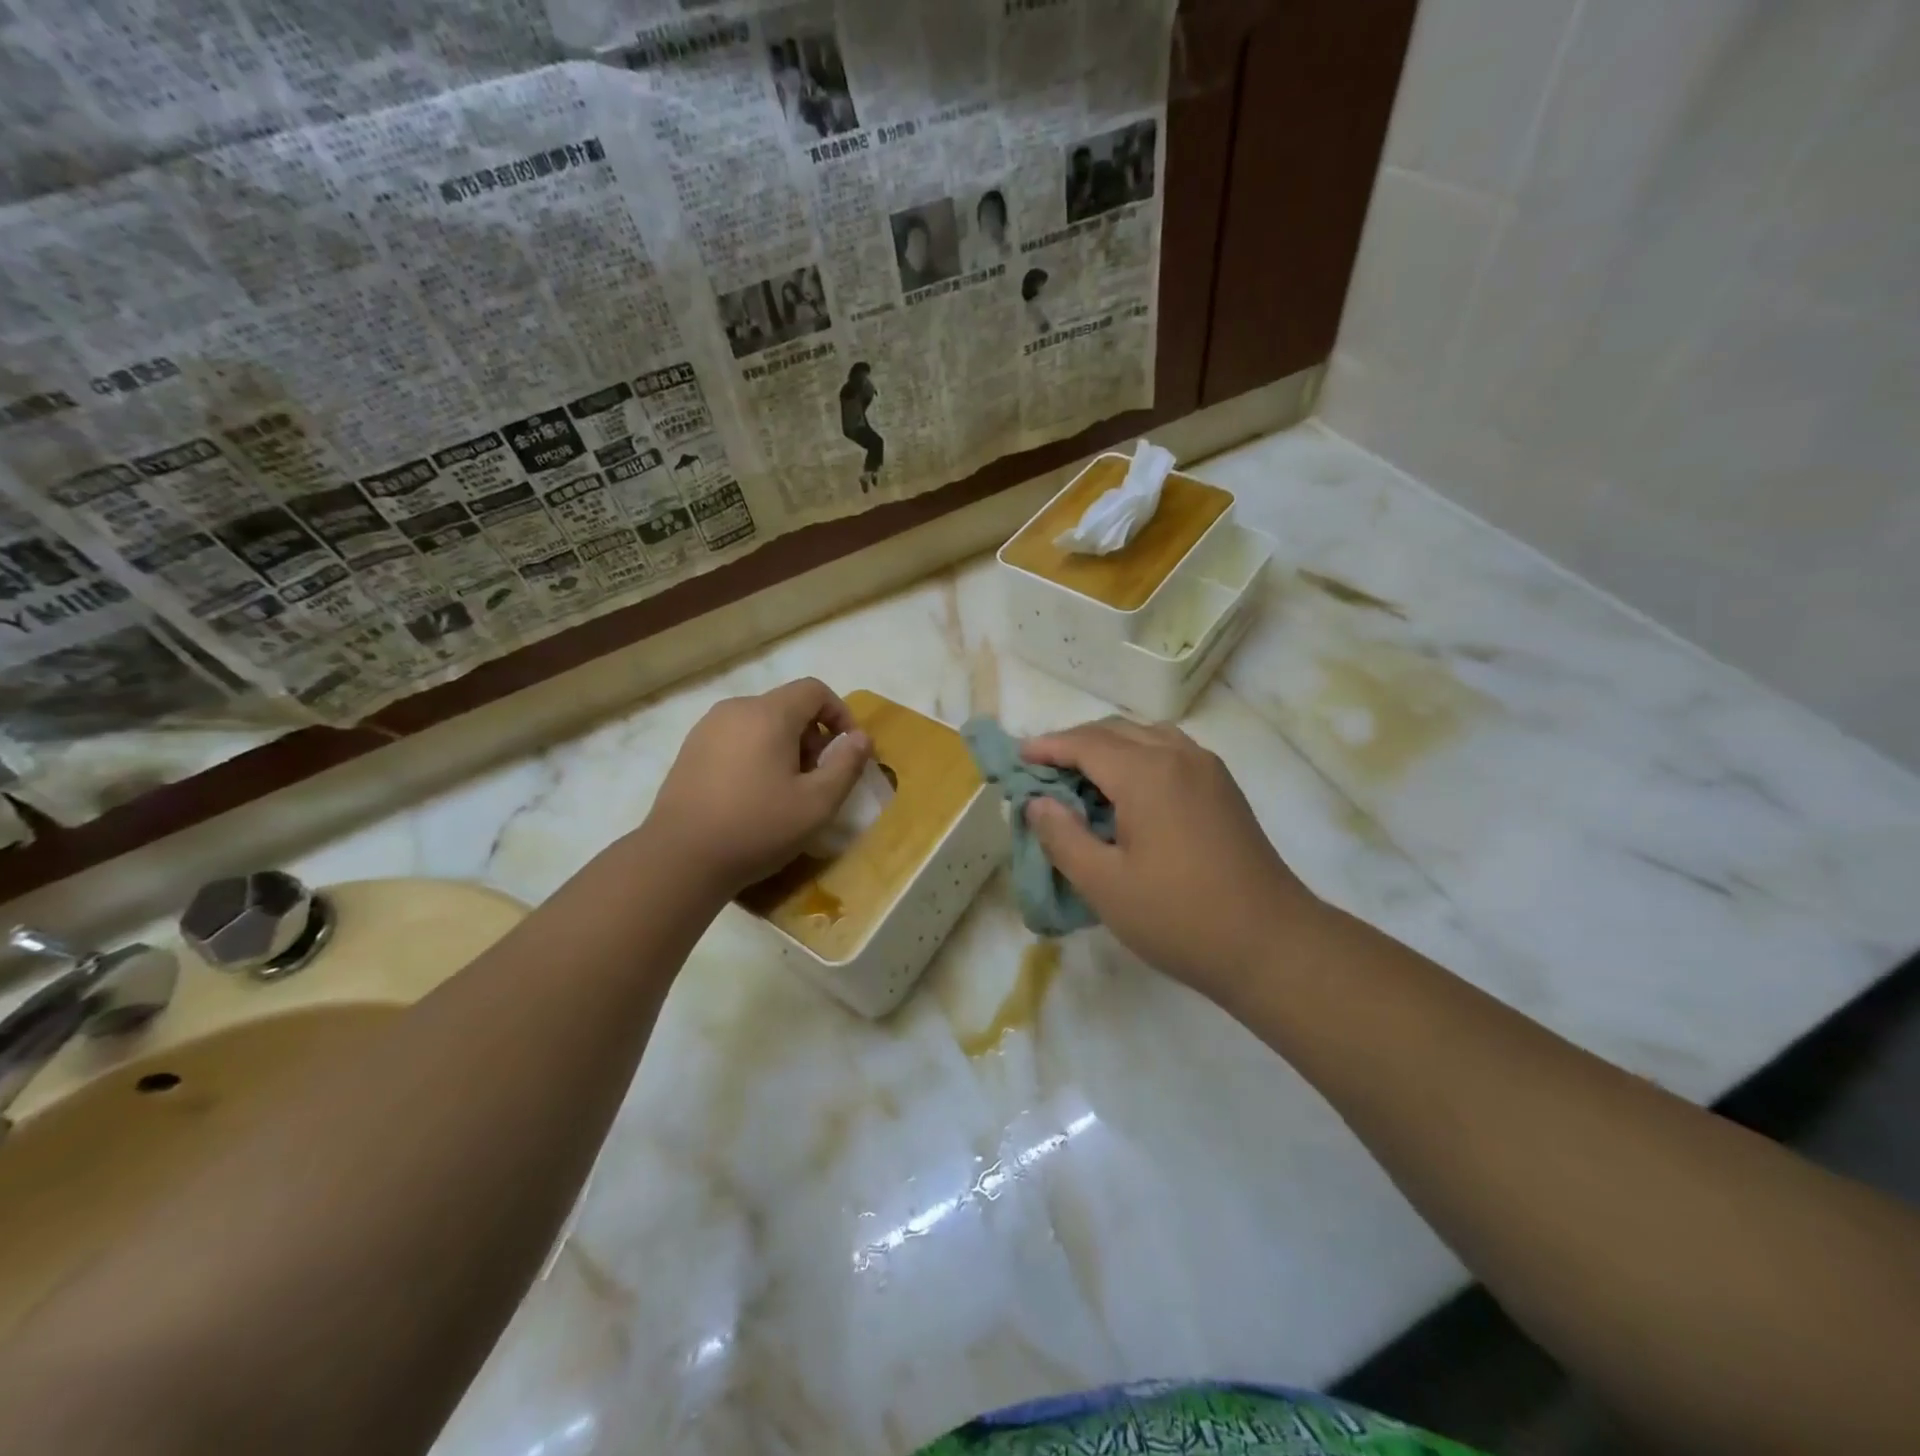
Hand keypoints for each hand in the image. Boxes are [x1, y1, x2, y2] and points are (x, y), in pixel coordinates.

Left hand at [642, 678, 870, 898]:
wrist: (679, 859)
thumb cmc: (757, 827)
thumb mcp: (817, 803)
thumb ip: (846, 765)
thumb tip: (861, 738)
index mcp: (768, 714)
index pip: (814, 690)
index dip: (840, 713)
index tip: (848, 750)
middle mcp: (735, 710)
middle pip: (787, 706)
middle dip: (812, 735)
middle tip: (818, 778)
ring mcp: (706, 729)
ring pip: (760, 723)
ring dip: (784, 746)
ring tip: (786, 789)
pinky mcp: (689, 751)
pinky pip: (736, 739)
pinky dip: (755, 754)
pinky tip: (752, 795)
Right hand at [1021, 720, 1321, 1002]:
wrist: (1271, 945)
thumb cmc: (1179, 917)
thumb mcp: (1104, 884)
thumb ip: (1062, 836)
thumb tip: (1037, 803)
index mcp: (1147, 773)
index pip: (1085, 744)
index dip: (1047, 747)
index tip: (1017, 758)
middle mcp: (1179, 756)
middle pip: (1115, 731)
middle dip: (1074, 744)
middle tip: (1043, 771)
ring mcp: (1208, 770)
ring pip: (1146, 737)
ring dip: (1109, 747)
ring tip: (1082, 779)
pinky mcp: (1223, 789)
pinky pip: (1171, 752)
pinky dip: (1139, 757)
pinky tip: (1128, 792)